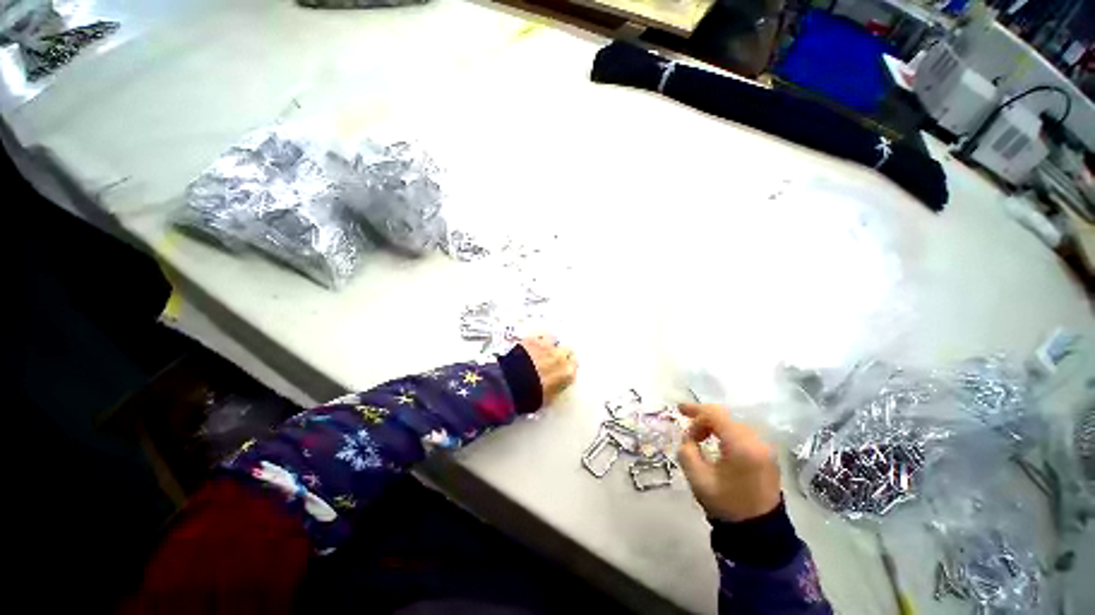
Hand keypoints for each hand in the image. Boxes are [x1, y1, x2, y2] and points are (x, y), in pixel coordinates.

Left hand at [519, 335, 577, 404]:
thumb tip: (557, 383)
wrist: (510, 385)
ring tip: (542, 350)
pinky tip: (533, 344)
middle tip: (553, 360)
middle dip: (562, 354)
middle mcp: (560, 357)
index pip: (574, 365)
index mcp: (567, 373)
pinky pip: (540, 335)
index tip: (564, 369)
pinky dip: (538, 339)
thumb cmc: (530, 396)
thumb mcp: (548, 398)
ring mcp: (547, 346)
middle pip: (567, 350)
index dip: (568, 367)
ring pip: (554, 340)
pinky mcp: (533, 339)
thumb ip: (557, 387)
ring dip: (550, 345)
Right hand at [677, 403, 781, 521]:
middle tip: (687, 425)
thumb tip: (688, 438)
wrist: (760, 532)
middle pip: (726, 416)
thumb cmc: (727, 504)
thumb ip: (687, 451)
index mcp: (741, 446)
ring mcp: (765, 448)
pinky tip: (716, 441)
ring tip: (700, 437)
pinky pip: (743, 433)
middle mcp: (757, 441)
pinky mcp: (767, 454)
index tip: (679, 410)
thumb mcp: (698, 479)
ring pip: (734, 423)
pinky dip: (726, 432)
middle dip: (704, 418)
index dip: (695, 409)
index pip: (716, 415)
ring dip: (715, 425)